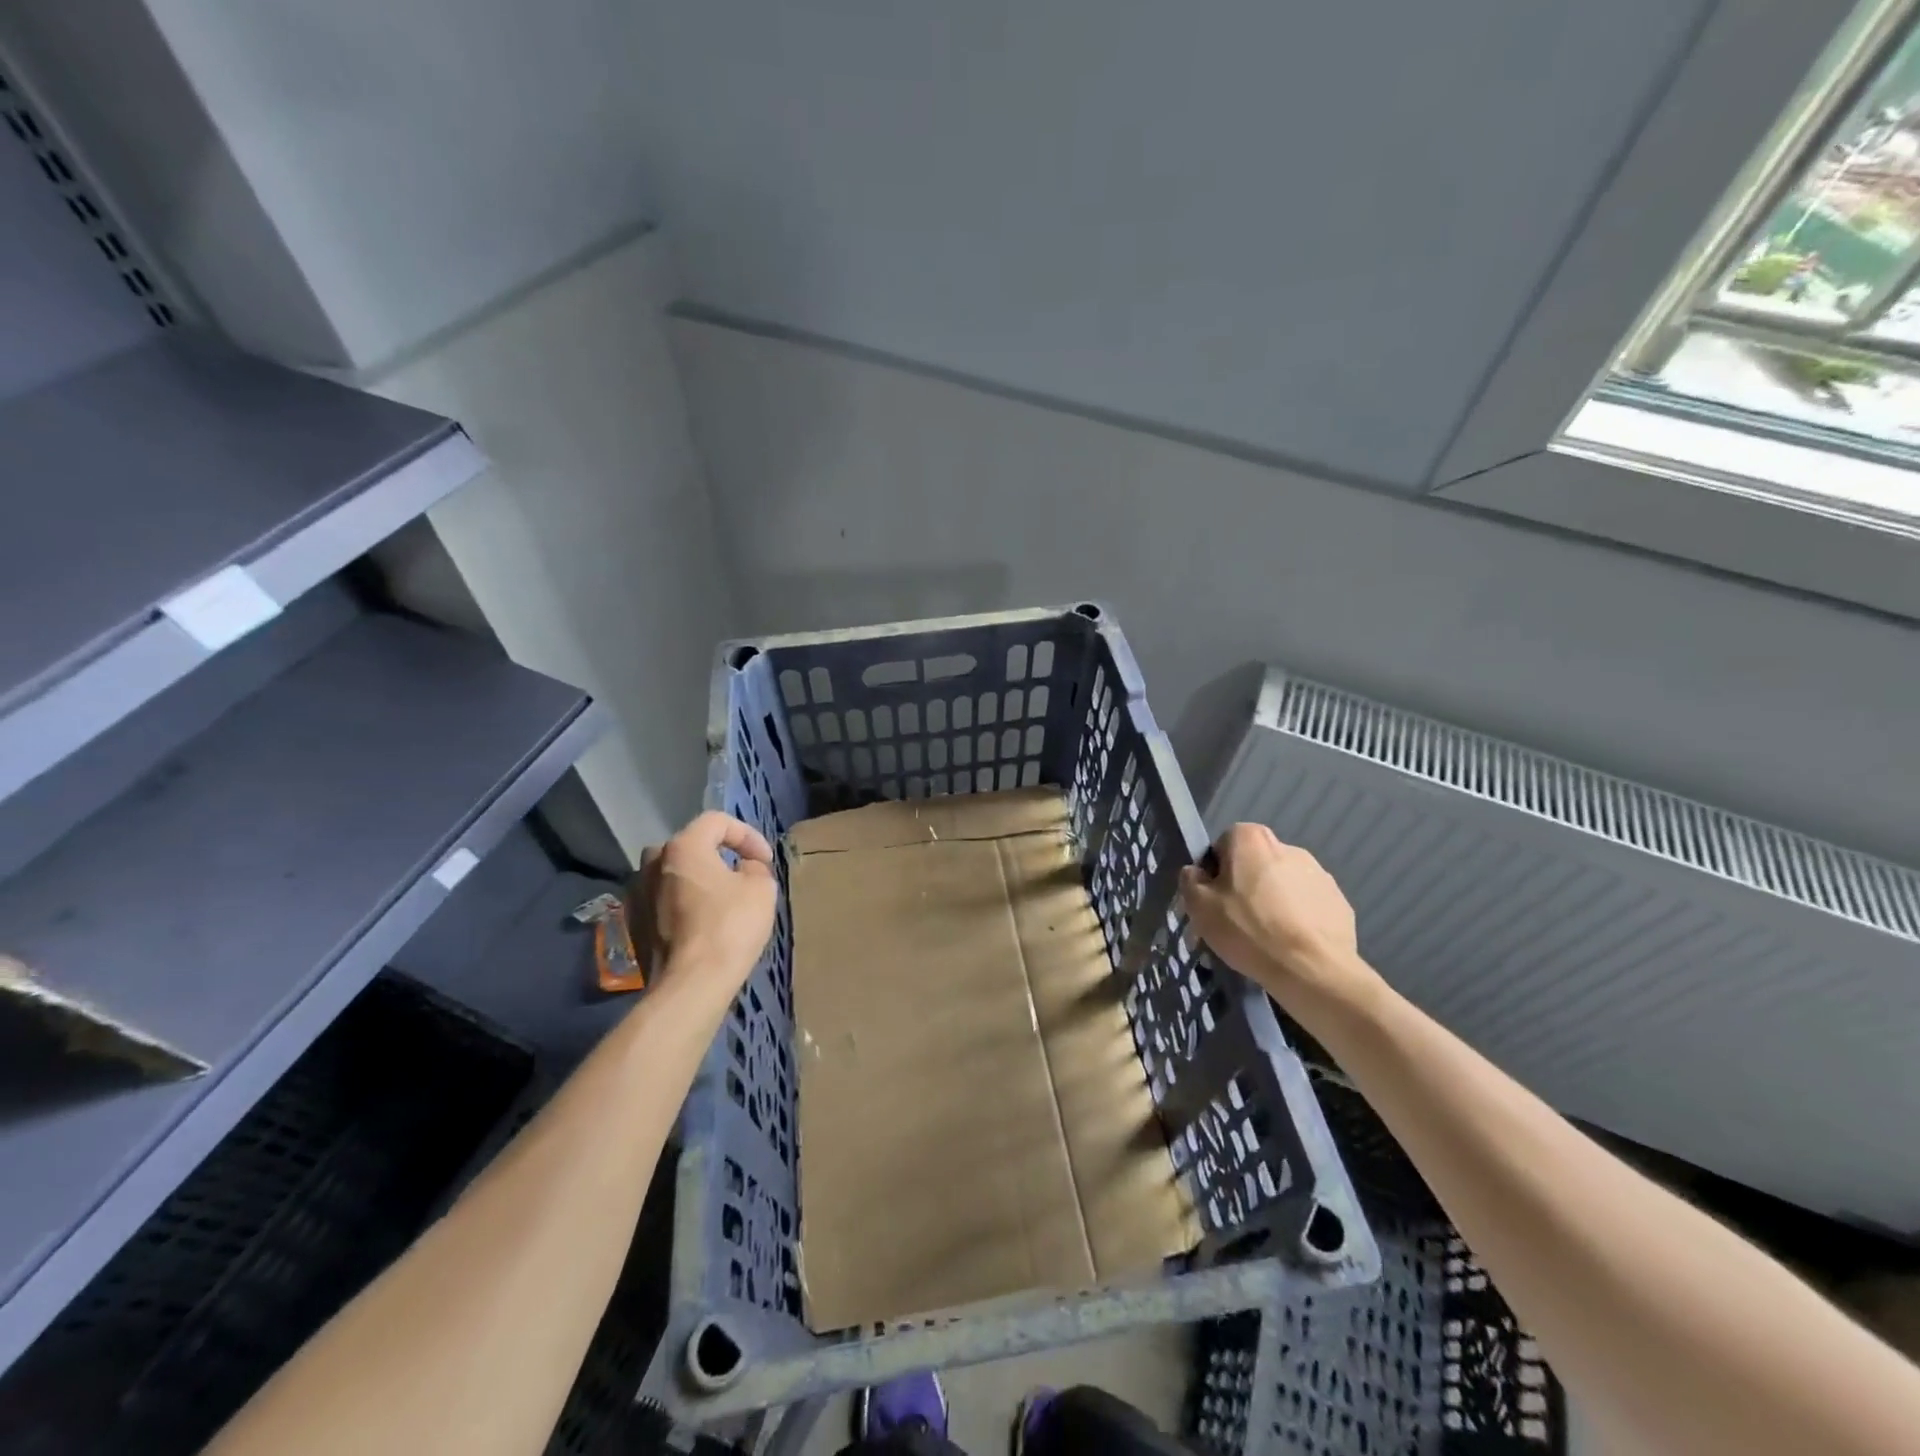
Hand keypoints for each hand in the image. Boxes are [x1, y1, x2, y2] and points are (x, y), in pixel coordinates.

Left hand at [638, 812, 777, 998]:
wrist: (690, 984)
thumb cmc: (730, 927)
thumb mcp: (762, 888)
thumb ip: (754, 867)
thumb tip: (743, 868)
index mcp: (683, 846)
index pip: (717, 821)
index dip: (747, 835)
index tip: (765, 861)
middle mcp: (652, 863)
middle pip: (690, 845)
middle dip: (718, 855)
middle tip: (741, 875)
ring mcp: (637, 894)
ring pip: (673, 874)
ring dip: (697, 880)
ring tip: (720, 900)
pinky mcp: (633, 924)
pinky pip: (662, 901)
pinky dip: (681, 904)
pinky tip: (700, 924)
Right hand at [1178, 824, 1378, 1010]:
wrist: (1311, 969)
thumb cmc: (1247, 929)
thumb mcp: (1199, 906)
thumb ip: (1190, 880)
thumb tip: (1197, 873)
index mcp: (1251, 839)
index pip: (1223, 845)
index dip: (1214, 872)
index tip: (1213, 900)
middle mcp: (1287, 847)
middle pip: (1254, 864)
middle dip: (1244, 886)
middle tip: (1236, 921)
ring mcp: (1319, 874)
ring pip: (1282, 884)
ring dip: (1272, 902)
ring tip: (1265, 938)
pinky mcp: (1339, 901)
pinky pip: (1307, 905)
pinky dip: (1297, 918)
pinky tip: (1290, 944)